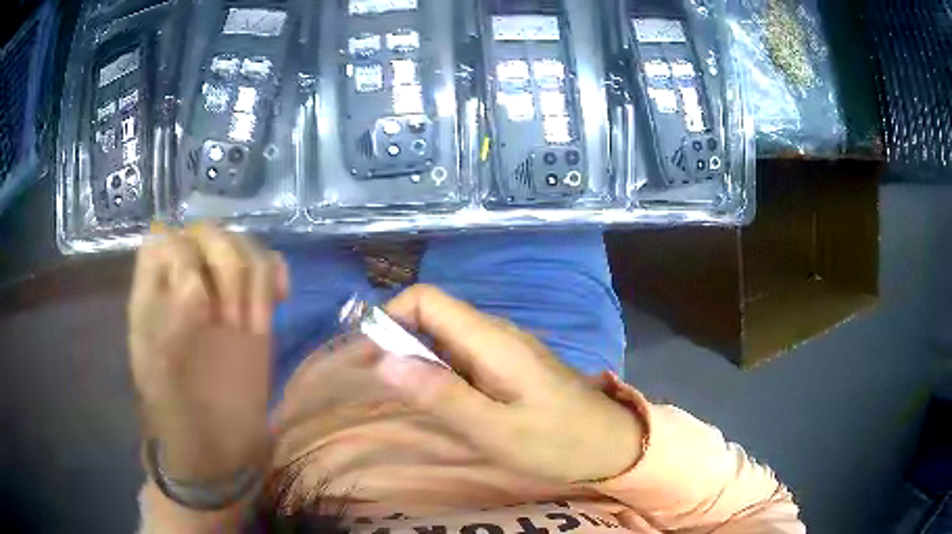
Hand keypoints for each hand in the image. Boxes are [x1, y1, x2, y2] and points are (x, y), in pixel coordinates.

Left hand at [129, 225, 287, 482]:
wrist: (215, 441)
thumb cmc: (177, 410)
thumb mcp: (157, 373)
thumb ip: (167, 326)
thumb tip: (196, 287)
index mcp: (152, 291)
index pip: (165, 241)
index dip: (184, 260)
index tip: (201, 310)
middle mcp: (183, 281)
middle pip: (206, 233)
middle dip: (224, 269)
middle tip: (231, 324)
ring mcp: (220, 291)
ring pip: (241, 245)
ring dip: (252, 280)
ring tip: (253, 326)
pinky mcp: (251, 306)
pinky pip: (267, 267)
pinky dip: (276, 275)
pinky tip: (280, 300)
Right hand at [375, 285, 642, 482]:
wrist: (612, 444)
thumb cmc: (558, 442)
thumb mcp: (495, 430)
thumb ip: (442, 396)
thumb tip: (385, 362)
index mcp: (492, 340)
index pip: (427, 299)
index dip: (391, 317)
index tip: (370, 356)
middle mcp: (496, 333)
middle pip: (433, 316)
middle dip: (398, 342)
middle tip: (380, 385)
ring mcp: (505, 348)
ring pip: (446, 337)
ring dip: (417, 359)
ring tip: (403, 397)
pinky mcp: (510, 365)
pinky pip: (463, 357)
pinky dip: (440, 372)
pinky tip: (439, 401)